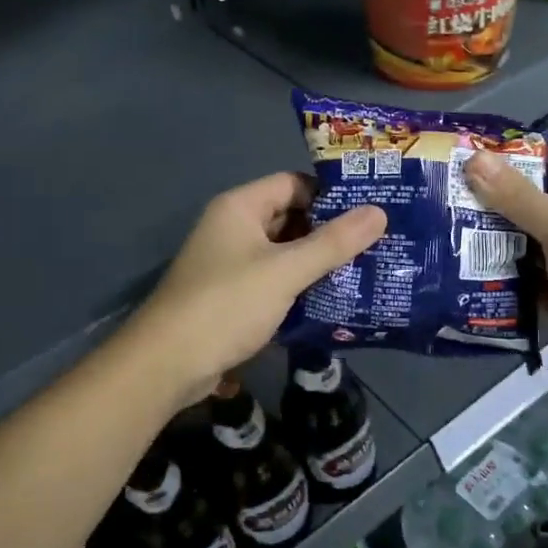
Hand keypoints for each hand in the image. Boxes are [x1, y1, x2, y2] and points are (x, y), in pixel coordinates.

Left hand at [123, 173, 385, 410]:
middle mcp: (234, 228)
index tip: (372, 209)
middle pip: (291, 218)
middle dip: (330, 231)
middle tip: (378, 241)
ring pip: (284, 252)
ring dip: (318, 262)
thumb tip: (380, 212)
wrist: (167, 364)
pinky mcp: (233, 296)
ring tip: (366, 269)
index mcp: (241, 207)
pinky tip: (335, 299)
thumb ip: (333, 243)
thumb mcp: (285, 271)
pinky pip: (275, 281)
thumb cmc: (226, 305)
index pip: (293, 183)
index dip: (331, 194)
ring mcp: (231, 263)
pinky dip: (301, 287)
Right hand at [463, 147, 547, 404]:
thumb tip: (475, 158)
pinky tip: (469, 271)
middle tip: (453, 196)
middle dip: (500, 200)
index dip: (522, 157)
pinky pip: (529, 280)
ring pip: (531, 244)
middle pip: (540, 204)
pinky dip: (506, 276)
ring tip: (452, 229)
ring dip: (498, 240)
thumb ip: (518, 197)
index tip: (476, 157)